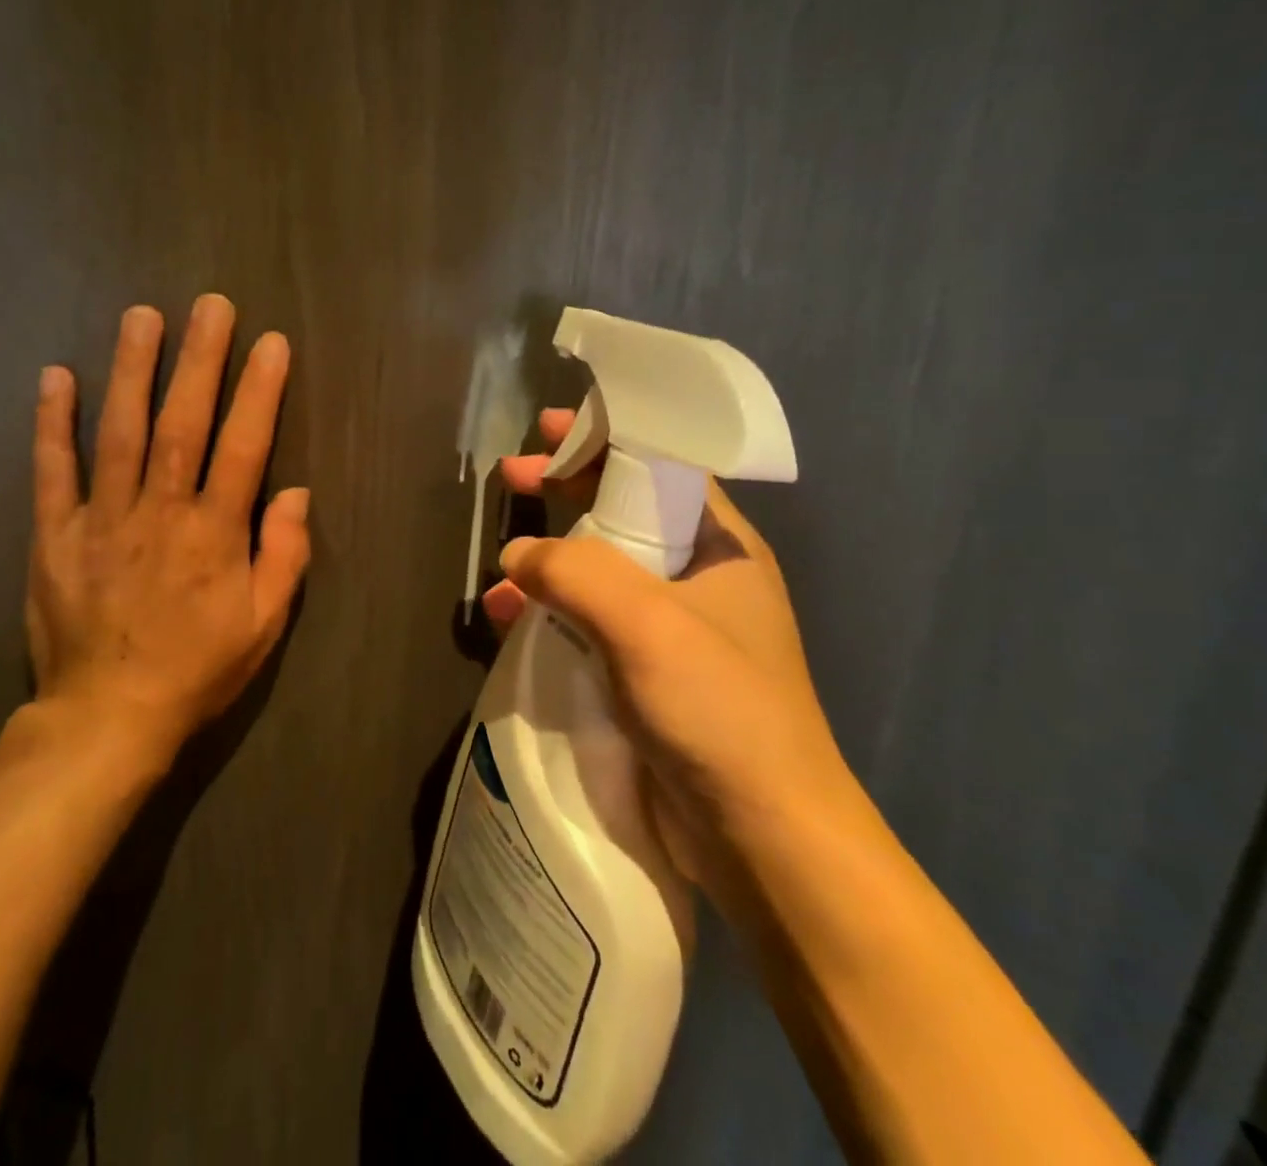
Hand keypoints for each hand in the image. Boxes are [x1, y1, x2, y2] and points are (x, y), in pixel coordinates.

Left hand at [24, 295, 311, 771]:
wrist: (108, 716)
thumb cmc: (197, 669)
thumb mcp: (264, 625)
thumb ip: (285, 556)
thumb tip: (296, 493)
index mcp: (214, 534)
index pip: (244, 447)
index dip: (259, 391)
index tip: (271, 343)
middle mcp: (160, 512)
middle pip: (182, 423)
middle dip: (200, 360)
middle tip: (211, 305)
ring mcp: (102, 519)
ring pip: (119, 432)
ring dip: (132, 370)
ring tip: (142, 316)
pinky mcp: (55, 535)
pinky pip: (52, 471)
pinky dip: (52, 423)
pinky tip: (56, 376)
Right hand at [482, 409, 854, 883]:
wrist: (764, 838)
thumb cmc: (719, 708)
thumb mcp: (645, 622)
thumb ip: (574, 571)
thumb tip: (517, 555)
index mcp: (718, 546)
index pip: (660, 467)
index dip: (606, 439)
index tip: (550, 429)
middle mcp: (697, 579)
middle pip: (622, 513)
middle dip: (565, 491)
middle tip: (509, 477)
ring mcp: (671, 630)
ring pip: (599, 571)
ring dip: (550, 559)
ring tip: (502, 563)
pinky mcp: (645, 676)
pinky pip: (588, 625)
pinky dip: (549, 615)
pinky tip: (509, 620)